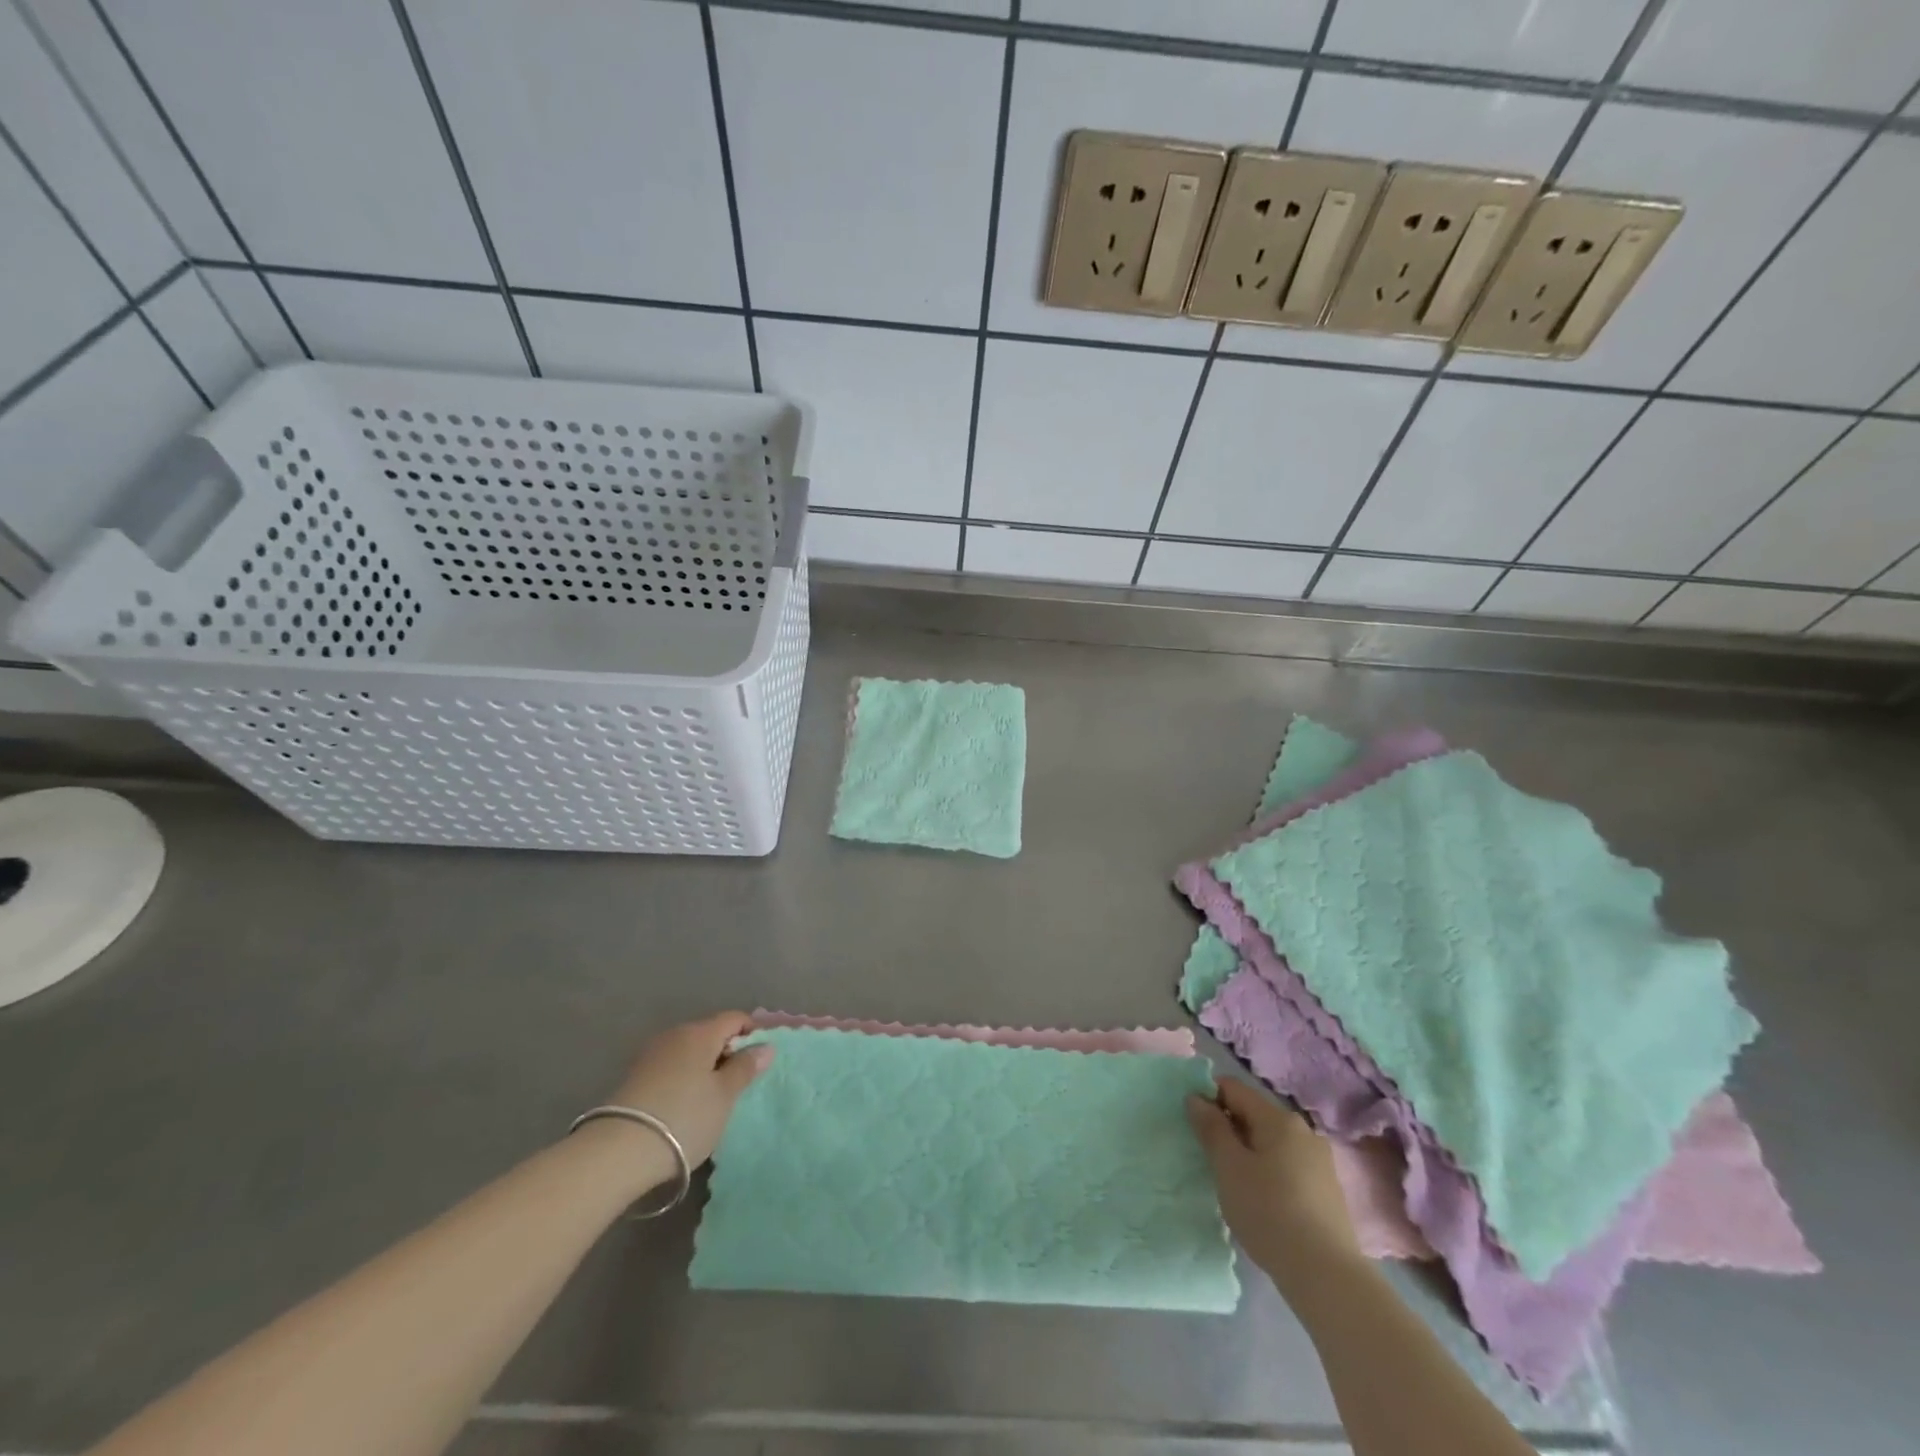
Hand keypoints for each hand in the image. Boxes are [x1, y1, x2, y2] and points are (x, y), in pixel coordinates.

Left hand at [598, 1012, 772, 1180]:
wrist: (618, 1152)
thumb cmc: (684, 1117)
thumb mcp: (724, 1095)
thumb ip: (745, 1068)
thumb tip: (765, 1046)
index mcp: (700, 1032)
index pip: (735, 1019)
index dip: (753, 1033)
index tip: (761, 1060)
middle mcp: (674, 1035)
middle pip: (710, 1033)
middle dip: (728, 1052)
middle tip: (740, 1084)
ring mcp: (651, 1056)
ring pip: (689, 1052)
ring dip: (705, 1068)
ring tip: (714, 1098)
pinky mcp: (635, 1078)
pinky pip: (671, 1068)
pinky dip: (685, 1079)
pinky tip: (686, 1105)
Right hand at [1187, 1078, 1359, 1278]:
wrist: (1327, 1277)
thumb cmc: (1269, 1212)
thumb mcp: (1228, 1167)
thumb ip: (1211, 1127)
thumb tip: (1197, 1097)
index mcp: (1279, 1118)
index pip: (1233, 1088)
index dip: (1208, 1098)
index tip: (1193, 1126)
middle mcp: (1303, 1130)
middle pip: (1254, 1114)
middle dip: (1228, 1128)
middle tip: (1210, 1159)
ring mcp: (1320, 1160)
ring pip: (1271, 1141)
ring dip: (1248, 1152)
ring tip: (1234, 1183)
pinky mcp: (1327, 1189)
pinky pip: (1287, 1164)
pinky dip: (1268, 1171)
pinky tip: (1262, 1201)